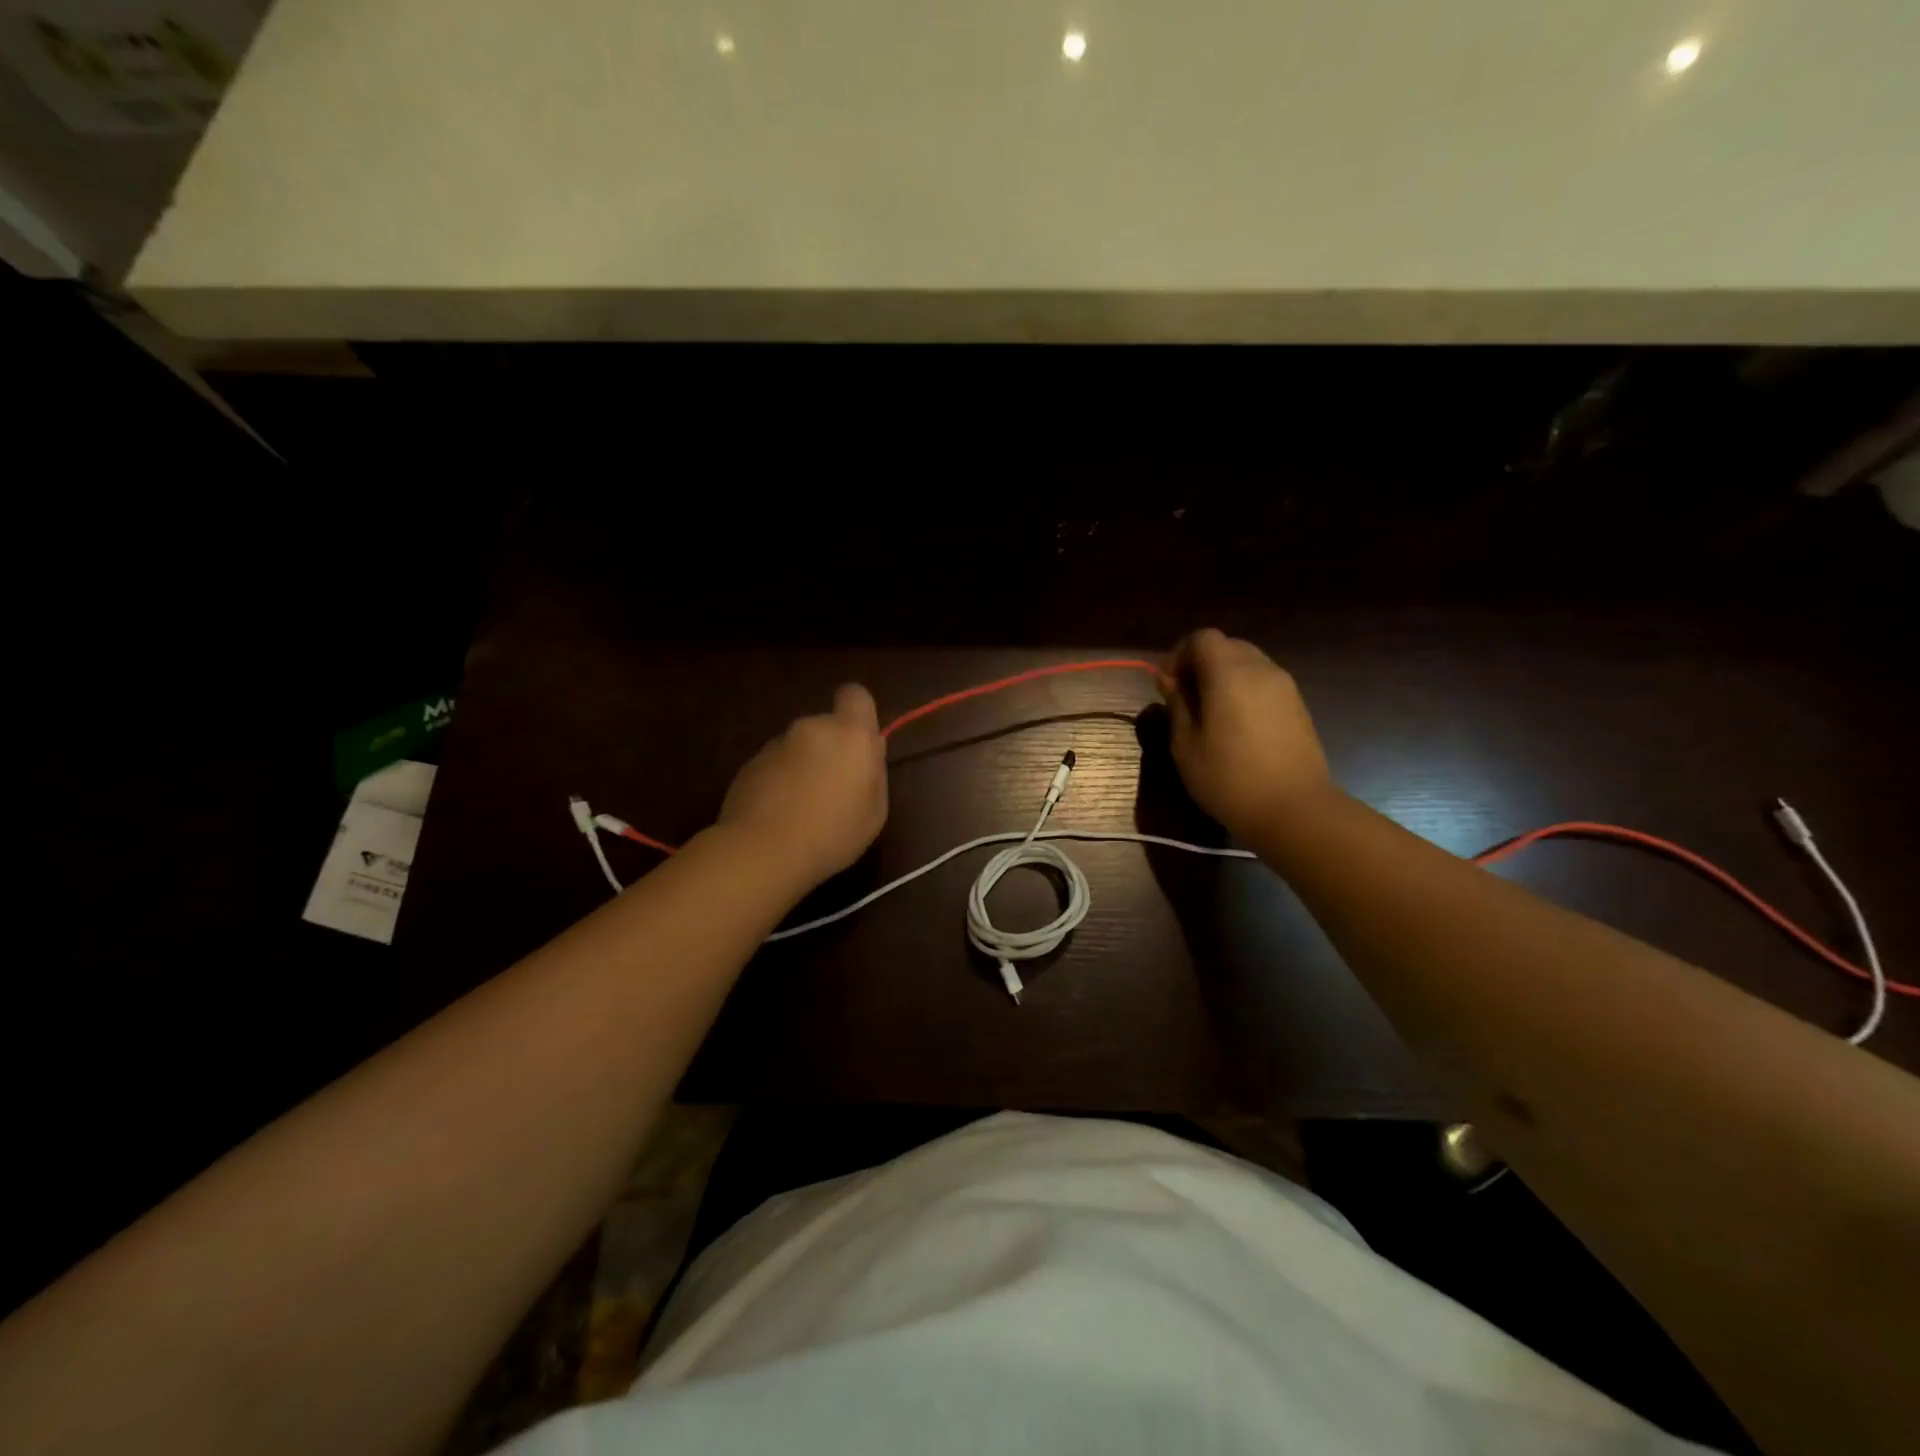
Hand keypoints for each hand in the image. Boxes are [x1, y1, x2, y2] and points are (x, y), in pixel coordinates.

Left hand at [717, 684, 888, 888]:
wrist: (763, 851)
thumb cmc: (833, 833)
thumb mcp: (875, 811)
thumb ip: (874, 772)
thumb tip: (869, 750)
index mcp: (850, 734)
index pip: (856, 695)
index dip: (859, 714)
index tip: (860, 744)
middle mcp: (811, 728)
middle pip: (826, 726)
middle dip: (831, 749)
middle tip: (834, 790)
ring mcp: (776, 744)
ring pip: (798, 747)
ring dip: (803, 767)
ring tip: (803, 809)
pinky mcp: (749, 765)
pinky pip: (774, 766)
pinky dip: (779, 782)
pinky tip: (779, 816)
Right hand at [1160, 629, 1334, 837]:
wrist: (1295, 809)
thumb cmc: (1229, 778)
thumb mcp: (1186, 745)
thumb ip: (1177, 705)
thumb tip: (1171, 682)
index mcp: (1229, 674)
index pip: (1202, 638)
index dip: (1179, 654)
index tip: (1168, 685)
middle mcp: (1260, 669)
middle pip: (1226, 645)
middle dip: (1201, 664)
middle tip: (1185, 699)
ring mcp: (1285, 686)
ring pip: (1247, 663)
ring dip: (1223, 677)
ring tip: (1210, 714)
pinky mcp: (1297, 705)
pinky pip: (1264, 682)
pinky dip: (1244, 691)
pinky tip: (1236, 726)